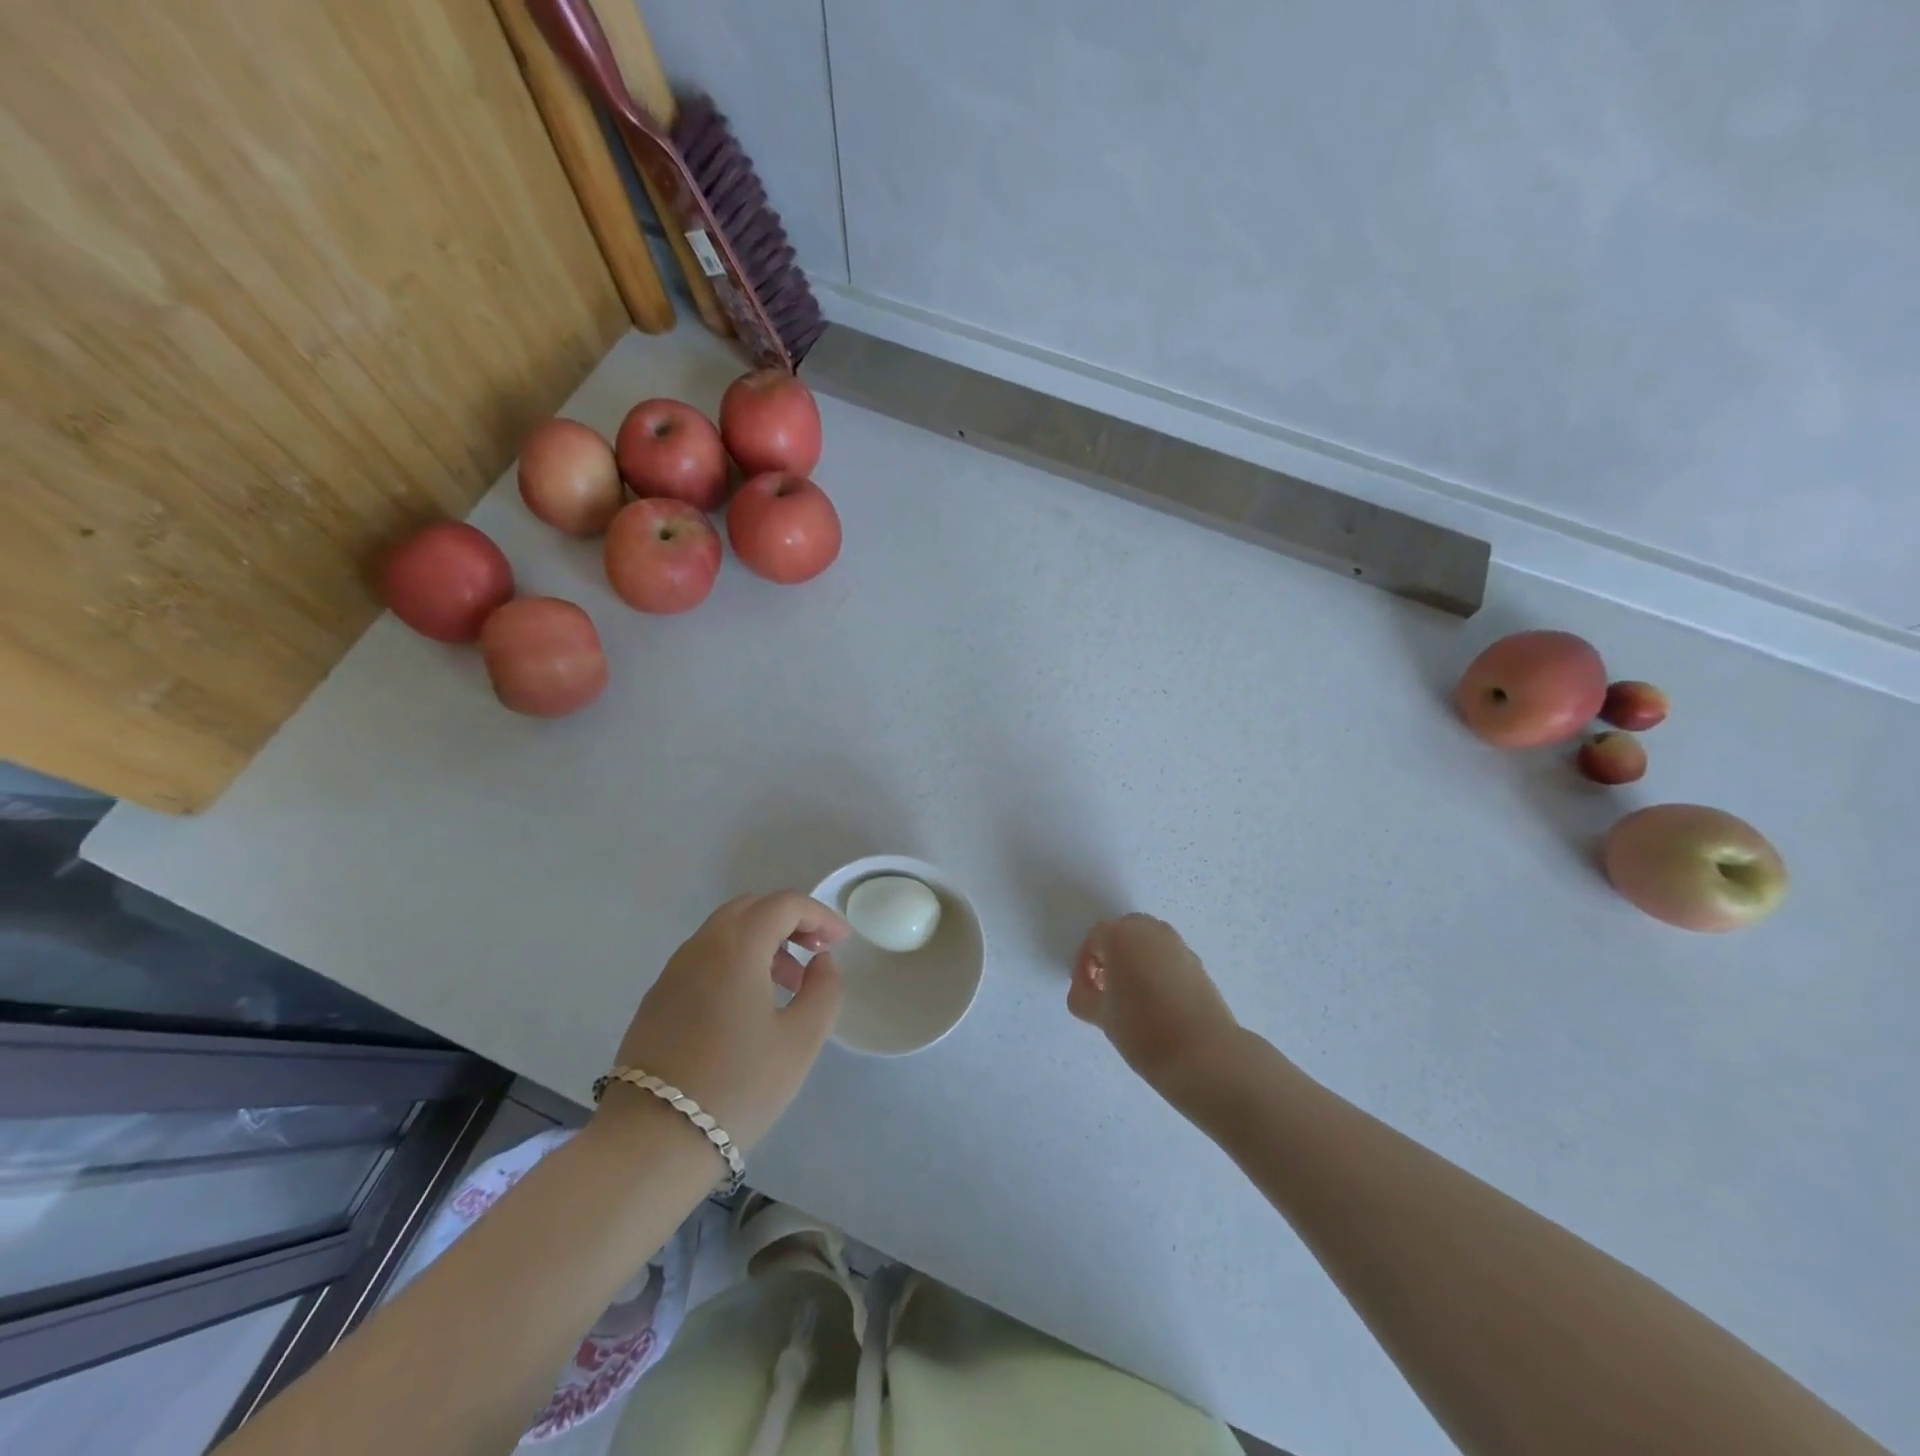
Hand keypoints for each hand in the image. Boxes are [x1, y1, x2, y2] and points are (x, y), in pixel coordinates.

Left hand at [603, 892, 847, 1152]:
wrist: (651, 1141)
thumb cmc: (737, 1086)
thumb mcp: (801, 1040)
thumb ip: (824, 989)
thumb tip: (820, 961)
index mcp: (737, 946)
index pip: (785, 904)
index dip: (820, 915)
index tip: (842, 941)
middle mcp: (701, 945)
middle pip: (751, 908)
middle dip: (790, 921)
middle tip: (816, 952)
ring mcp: (673, 971)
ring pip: (725, 932)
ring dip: (763, 942)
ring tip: (789, 984)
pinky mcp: (657, 998)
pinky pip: (705, 958)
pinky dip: (736, 960)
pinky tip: (749, 1004)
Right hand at [1069, 915, 1238, 1086]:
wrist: (1202, 1053)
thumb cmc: (1141, 1029)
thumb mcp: (1100, 1015)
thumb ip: (1083, 996)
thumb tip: (1087, 990)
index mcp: (1121, 935)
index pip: (1093, 941)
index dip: (1084, 967)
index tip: (1086, 994)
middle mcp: (1150, 930)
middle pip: (1122, 934)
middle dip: (1111, 957)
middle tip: (1106, 990)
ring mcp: (1178, 944)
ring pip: (1147, 944)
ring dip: (1135, 961)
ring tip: (1132, 998)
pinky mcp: (1198, 963)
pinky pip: (1168, 958)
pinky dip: (1157, 971)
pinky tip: (1157, 1003)